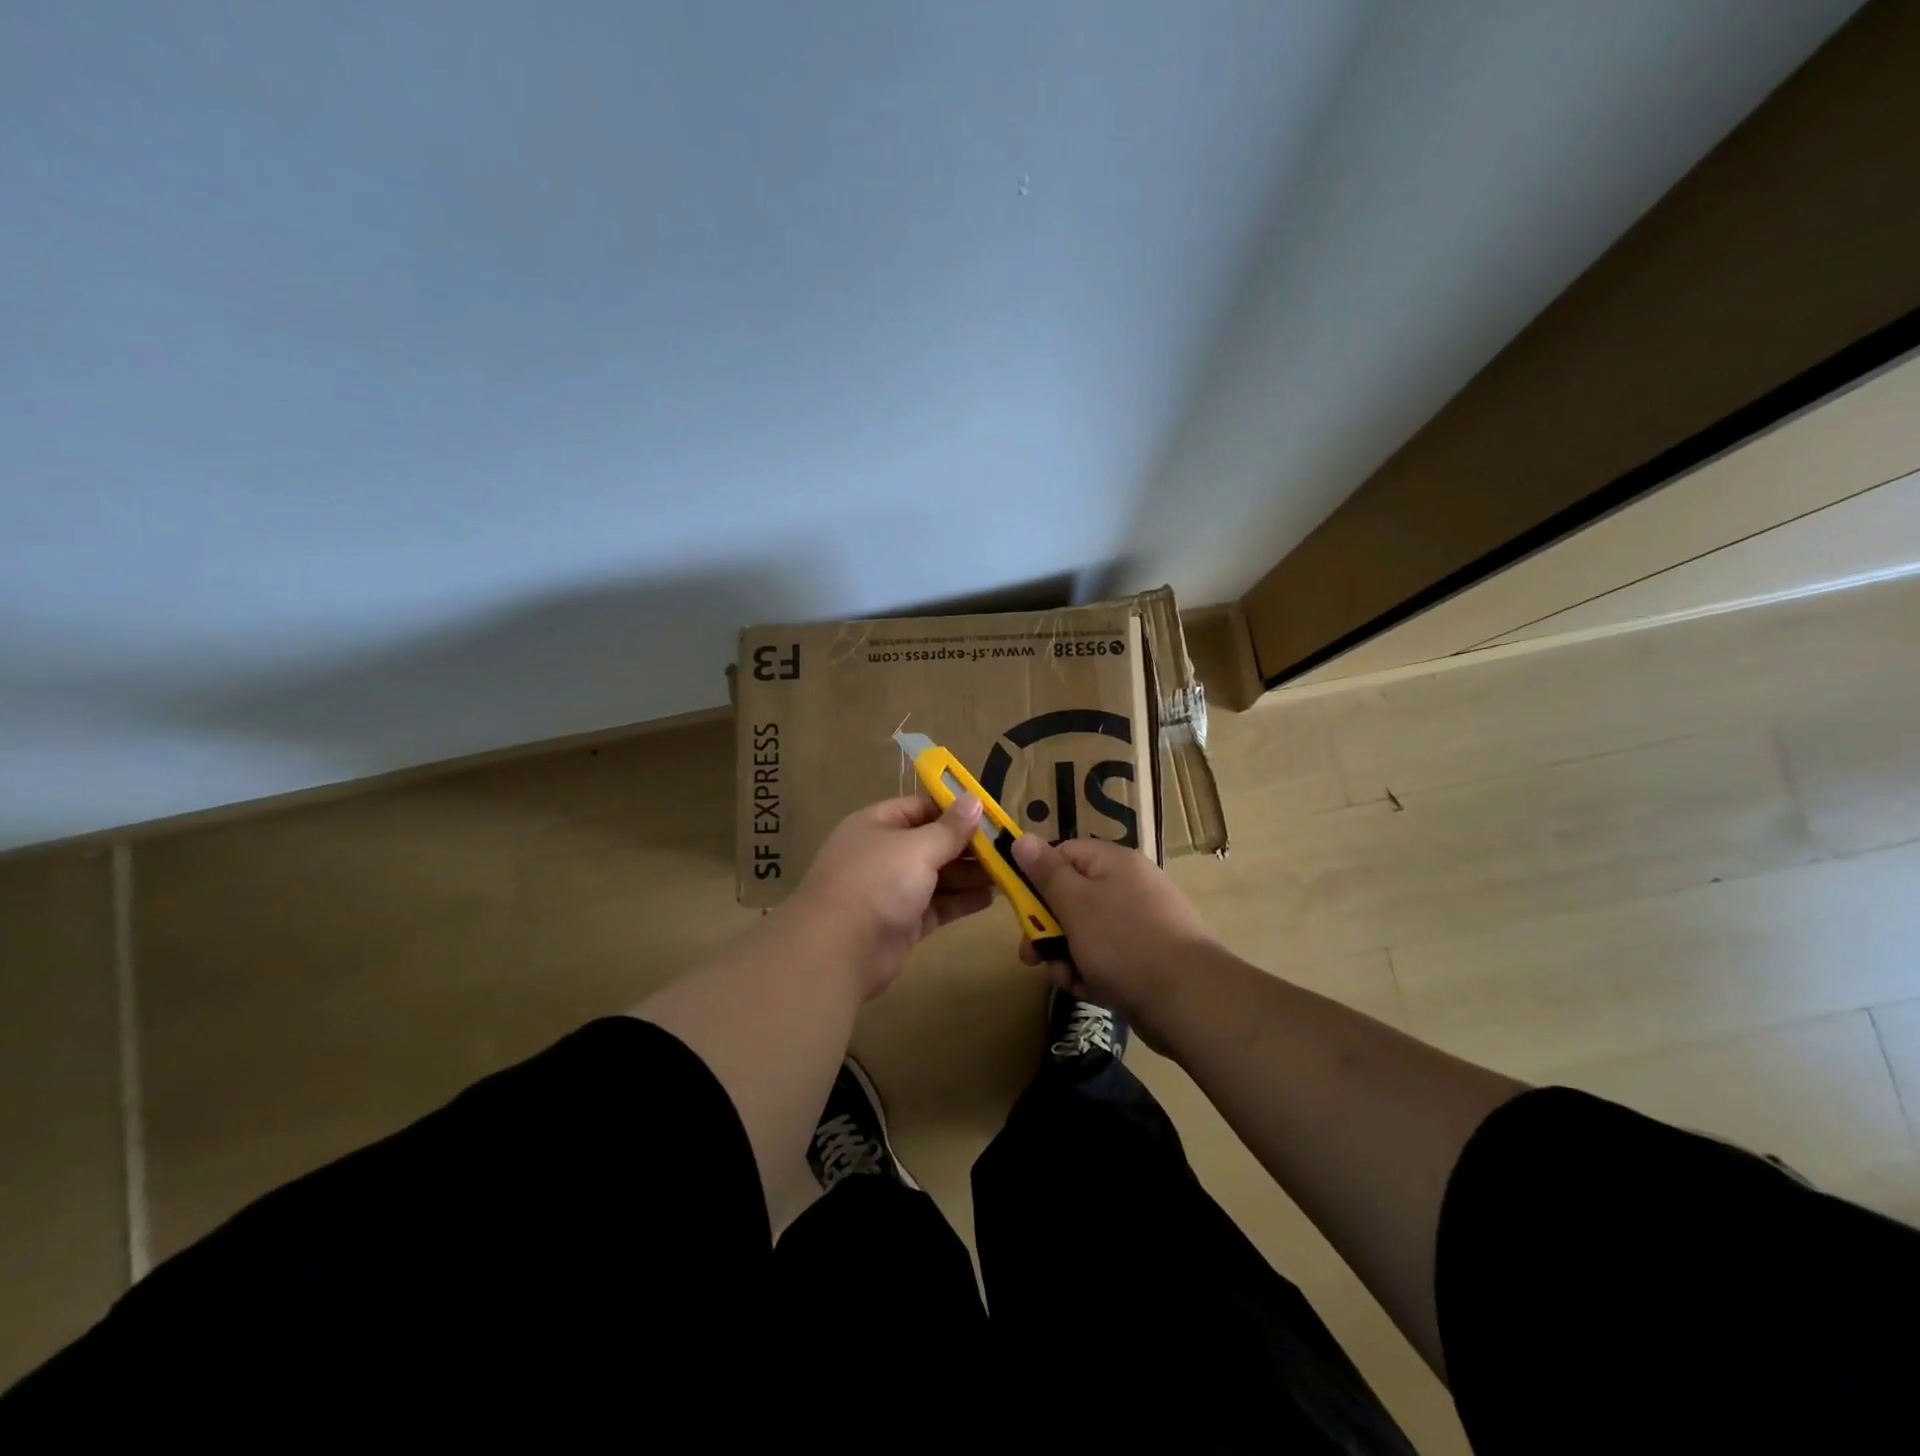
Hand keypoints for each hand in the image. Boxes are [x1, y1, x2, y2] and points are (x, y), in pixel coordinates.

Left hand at [787, 795, 993, 998]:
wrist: (837, 951)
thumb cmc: (877, 882)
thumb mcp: (917, 847)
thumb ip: (949, 828)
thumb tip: (974, 799)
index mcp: (878, 824)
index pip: (922, 807)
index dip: (955, 809)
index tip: (992, 813)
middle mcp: (884, 853)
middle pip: (933, 842)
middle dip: (969, 845)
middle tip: (1009, 847)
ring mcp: (892, 890)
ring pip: (938, 875)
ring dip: (971, 874)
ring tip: (1009, 871)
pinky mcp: (903, 922)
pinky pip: (938, 905)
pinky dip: (962, 900)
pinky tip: (992, 897)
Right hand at [1010, 835, 1219, 1042]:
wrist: (1187, 999)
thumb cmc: (1122, 941)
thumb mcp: (1074, 902)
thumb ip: (1045, 871)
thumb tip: (1021, 838)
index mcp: (1113, 862)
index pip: (1063, 854)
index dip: (1036, 877)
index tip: (1019, 907)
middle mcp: (1129, 886)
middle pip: (1071, 897)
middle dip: (1047, 928)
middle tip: (1031, 956)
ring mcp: (1140, 924)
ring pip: (1085, 933)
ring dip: (1066, 956)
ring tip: (1067, 978)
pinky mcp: (1146, 959)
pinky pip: (1106, 958)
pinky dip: (1092, 973)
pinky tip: (1090, 991)